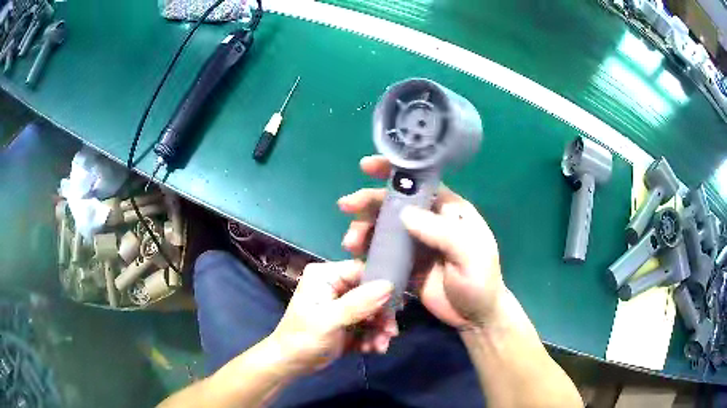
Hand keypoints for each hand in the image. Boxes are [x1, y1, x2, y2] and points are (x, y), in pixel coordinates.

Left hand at [269, 260, 396, 375]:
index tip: (398, 305)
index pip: (362, 271)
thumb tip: (389, 285)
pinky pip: (369, 324)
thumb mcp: (329, 320)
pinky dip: (374, 336)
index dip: (383, 285)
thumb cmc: (303, 339)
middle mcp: (336, 286)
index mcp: (326, 276)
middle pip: (372, 293)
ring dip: (380, 329)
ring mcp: (343, 305)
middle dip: (382, 315)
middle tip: (390, 333)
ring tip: (379, 346)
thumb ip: (358, 303)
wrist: (290, 365)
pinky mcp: (348, 322)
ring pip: (373, 311)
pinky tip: (372, 349)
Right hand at [338, 155, 505, 328]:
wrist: (474, 317)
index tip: (366, 166)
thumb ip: (441, 232)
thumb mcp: (469, 253)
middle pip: (394, 204)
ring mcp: (415, 244)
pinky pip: (381, 252)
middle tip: (346, 206)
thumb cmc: (480, 281)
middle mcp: (429, 222)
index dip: (394, 172)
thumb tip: (404, 213)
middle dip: (369, 202)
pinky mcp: (404, 264)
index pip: (420, 183)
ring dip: (363, 229)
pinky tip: (356, 257)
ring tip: (351, 243)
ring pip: (383, 227)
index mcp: (449, 210)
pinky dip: (366, 251)